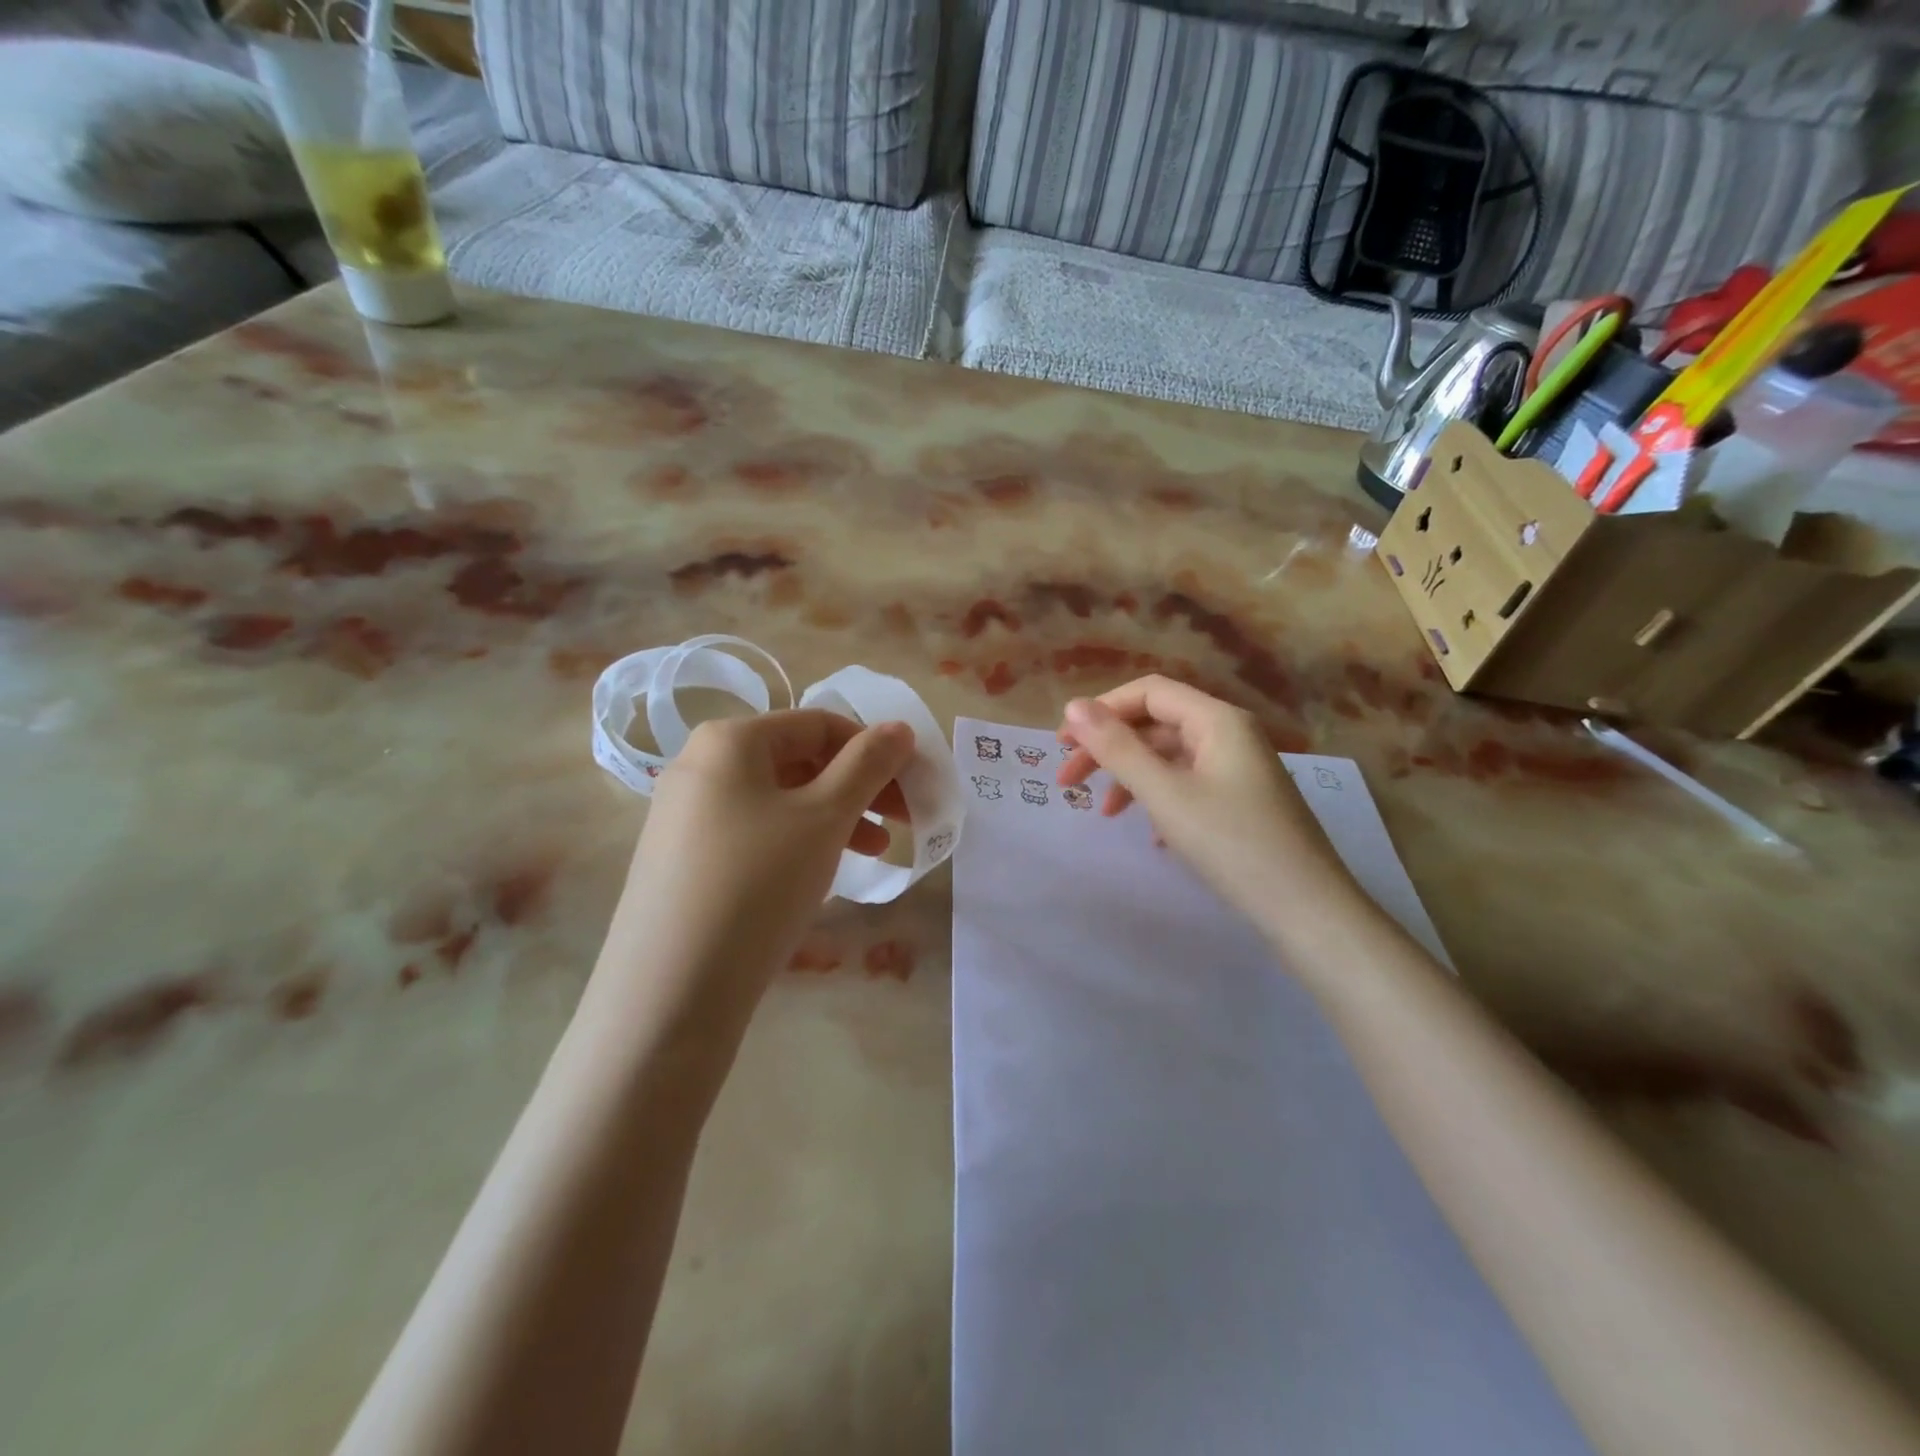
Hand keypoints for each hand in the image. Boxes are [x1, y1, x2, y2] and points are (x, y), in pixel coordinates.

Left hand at [609, 710, 913, 1027]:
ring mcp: (686, 814)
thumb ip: (868, 764)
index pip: (820, 724)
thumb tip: (900, 727)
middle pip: (800, 760)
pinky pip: (754, 831)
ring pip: (779, 799)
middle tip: (903, 821)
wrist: (671, 988)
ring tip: (876, 852)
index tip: (913, 783)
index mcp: (731, 739)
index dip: (874, 748)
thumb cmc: (759, 882)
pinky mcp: (682, 858)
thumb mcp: (825, 817)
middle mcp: (701, 765)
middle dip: (859, 787)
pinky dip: (797, 841)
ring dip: (835, 817)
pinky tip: (822, 872)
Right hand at [1056, 677, 1349, 918]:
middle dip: (1108, 749)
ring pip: (1169, 758)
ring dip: (1130, 778)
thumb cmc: (1232, 844)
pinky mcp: (1241, 801)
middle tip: (1068, 782)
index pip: (1148, 692)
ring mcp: (1238, 769)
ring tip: (1103, 814)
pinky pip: (1188, 784)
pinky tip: (1149, 834)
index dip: (1101, 710)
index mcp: (1216, 719)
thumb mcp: (1165, 794)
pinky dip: (1159, 799)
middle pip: (1155, 725)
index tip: (1062, 744)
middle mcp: (1230, 734)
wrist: (1307, 910)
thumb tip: (1073, 706)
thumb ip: (1117, 748)